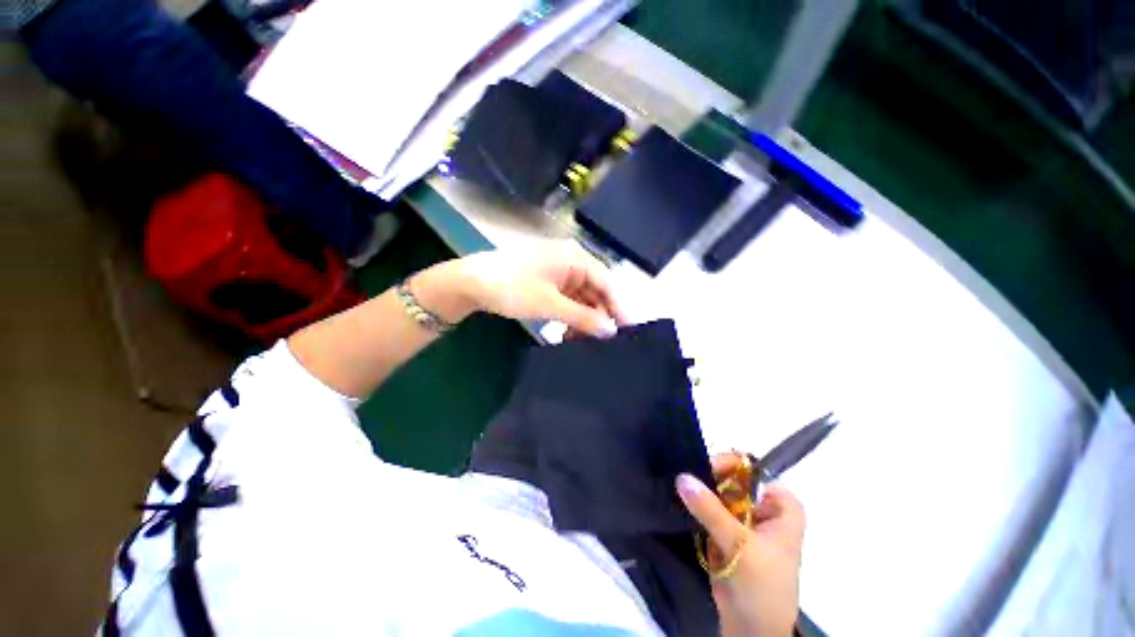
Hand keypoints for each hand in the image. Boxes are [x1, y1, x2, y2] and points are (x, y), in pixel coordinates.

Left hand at [454, 240, 627, 337]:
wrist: (470, 283)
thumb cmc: (513, 288)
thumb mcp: (550, 304)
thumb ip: (583, 317)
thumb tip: (610, 330)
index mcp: (576, 258)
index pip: (607, 283)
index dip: (619, 307)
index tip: (629, 331)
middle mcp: (571, 262)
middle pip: (595, 291)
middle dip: (598, 317)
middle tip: (603, 344)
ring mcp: (559, 273)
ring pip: (581, 298)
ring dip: (582, 320)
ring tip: (581, 342)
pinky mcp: (548, 283)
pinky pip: (568, 301)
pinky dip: (569, 317)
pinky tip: (566, 333)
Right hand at [676, 455, 805, 636]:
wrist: (751, 630)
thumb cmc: (761, 588)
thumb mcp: (739, 546)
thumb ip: (710, 510)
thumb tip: (682, 476)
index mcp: (780, 505)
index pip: (751, 468)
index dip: (727, 465)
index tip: (702, 470)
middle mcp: (763, 506)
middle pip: (731, 477)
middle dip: (708, 477)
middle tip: (684, 480)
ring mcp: (743, 518)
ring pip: (717, 491)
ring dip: (699, 491)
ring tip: (677, 488)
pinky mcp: (726, 530)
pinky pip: (708, 507)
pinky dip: (695, 505)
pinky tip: (680, 501)